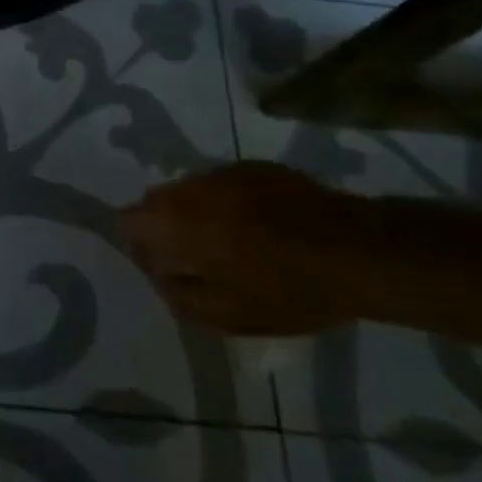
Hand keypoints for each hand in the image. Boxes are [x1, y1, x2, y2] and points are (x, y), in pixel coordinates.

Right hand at [118, 163, 355, 336]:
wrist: (354, 250)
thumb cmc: (284, 289)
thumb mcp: (224, 315)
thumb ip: (176, 294)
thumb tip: (157, 274)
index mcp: (172, 222)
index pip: (126, 222)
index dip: (139, 247)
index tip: (167, 269)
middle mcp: (187, 187)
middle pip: (156, 202)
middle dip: (167, 228)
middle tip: (200, 260)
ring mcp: (222, 171)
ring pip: (190, 191)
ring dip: (199, 214)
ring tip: (234, 243)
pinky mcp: (254, 166)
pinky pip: (223, 185)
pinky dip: (229, 203)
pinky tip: (261, 227)